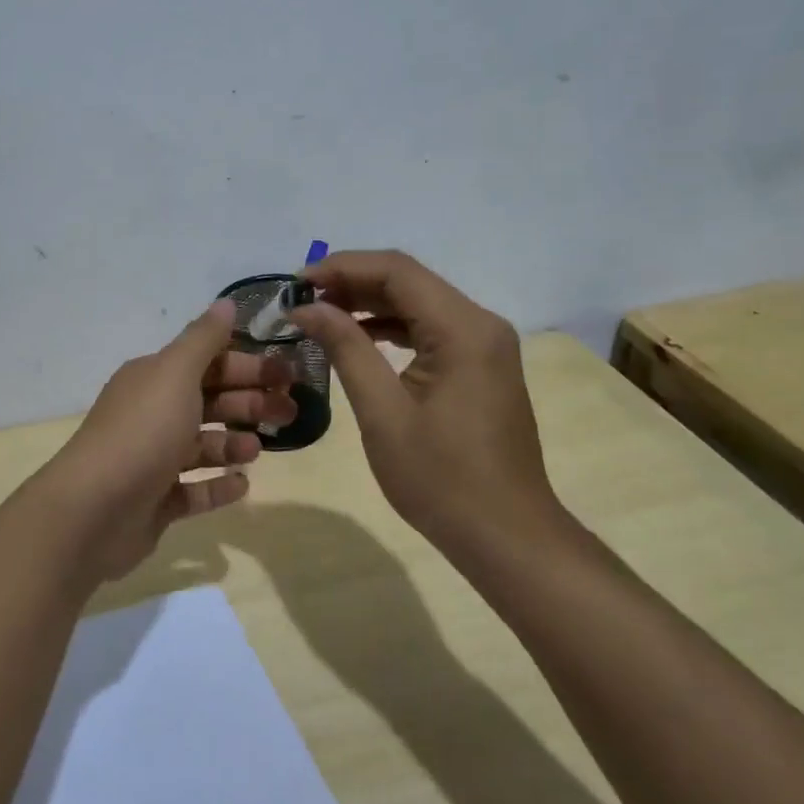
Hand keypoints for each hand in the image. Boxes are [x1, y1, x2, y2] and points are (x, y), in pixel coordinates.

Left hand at [35, 299, 296, 580]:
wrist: (92, 510)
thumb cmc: (142, 432)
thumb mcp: (175, 373)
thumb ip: (203, 339)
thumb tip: (226, 303)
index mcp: (154, 379)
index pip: (207, 362)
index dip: (247, 364)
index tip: (288, 373)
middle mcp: (151, 414)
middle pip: (209, 401)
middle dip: (249, 402)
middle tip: (290, 411)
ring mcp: (151, 460)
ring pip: (202, 445)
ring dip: (233, 443)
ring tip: (258, 449)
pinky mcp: (155, 502)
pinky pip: (194, 490)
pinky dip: (217, 486)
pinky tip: (242, 485)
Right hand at [290, 250, 564, 550]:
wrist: (506, 535)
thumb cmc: (441, 479)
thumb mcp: (383, 412)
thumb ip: (346, 349)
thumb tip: (308, 307)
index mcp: (463, 329)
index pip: (397, 271)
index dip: (342, 267)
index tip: (297, 283)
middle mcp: (480, 324)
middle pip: (409, 282)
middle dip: (352, 284)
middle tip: (302, 301)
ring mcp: (485, 345)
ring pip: (419, 303)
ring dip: (369, 304)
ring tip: (319, 316)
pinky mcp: (481, 365)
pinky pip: (431, 329)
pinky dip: (391, 328)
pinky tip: (356, 339)